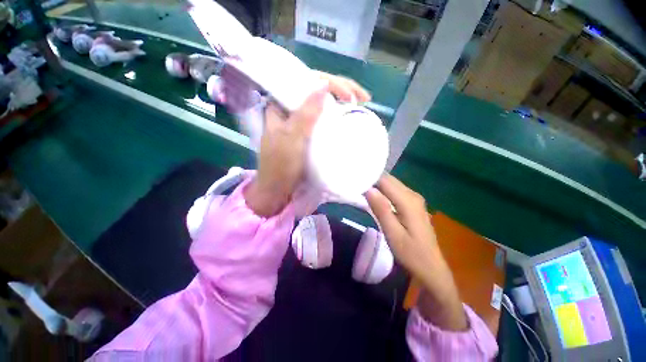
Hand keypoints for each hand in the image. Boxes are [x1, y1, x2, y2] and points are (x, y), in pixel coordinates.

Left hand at [245, 72, 371, 216]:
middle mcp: (290, 110)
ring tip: (360, 104)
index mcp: (280, 105)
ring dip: (340, 102)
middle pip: (316, 90)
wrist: (277, 190)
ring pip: (321, 105)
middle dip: (341, 90)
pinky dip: (335, 117)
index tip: (350, 94)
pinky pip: (322, 120)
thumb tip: (324, 84)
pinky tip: (346, 118)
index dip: (331, 82)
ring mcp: (299, 122)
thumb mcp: (291, 139)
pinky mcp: (307, 135)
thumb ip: (305, 114)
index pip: (306, 81)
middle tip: (363, 98)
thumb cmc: (280, 166)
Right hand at [365, 174, 467, 330]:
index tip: (354, 180)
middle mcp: (413, 195)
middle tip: (355, 183)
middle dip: (371, 180)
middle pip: (389, 180)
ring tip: (360, 187)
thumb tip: (368, 189)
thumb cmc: (411, 254)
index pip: (385, 180)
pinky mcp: (412, 204)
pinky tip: (373, 196)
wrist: (431, 268)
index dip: (369, 178)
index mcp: (408, 201)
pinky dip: (382, 191)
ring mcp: (414, 199)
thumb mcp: (393, 234)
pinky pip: (395, 191)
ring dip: (376, 185)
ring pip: (391, 184)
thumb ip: (381, 210)